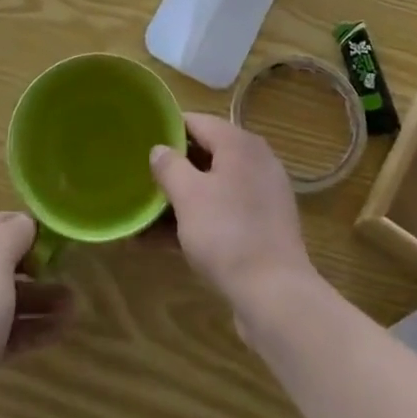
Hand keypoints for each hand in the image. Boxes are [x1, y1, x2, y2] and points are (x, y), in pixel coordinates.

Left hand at [0, 212, 72, 417]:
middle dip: (38, 269)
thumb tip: (26, 223)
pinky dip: (30, 328)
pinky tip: (60, 331)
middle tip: (71, 273)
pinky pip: (4, 331)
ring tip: (74, 307)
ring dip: (40, 300)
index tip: (59, 238)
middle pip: (2, 262)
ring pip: (6, 298)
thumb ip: (14, 235)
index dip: (27, 227)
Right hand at [149, 113, 317, 332]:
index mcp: (239, 143)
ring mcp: (262, 195)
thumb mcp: (188, 195)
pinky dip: (199, 219)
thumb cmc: (227, 234)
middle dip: (173, 168)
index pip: (196, 121)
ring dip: (181, 199)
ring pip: (213, 187)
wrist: (276, 296)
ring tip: (146, 215)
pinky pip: (224, 212)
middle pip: (206, 154)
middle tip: (141, 178)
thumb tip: (159, 149)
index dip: (167, 129)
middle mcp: (255, 161)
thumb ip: (169, 166)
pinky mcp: (264, 226)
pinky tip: (166, 241)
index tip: (140, 142)